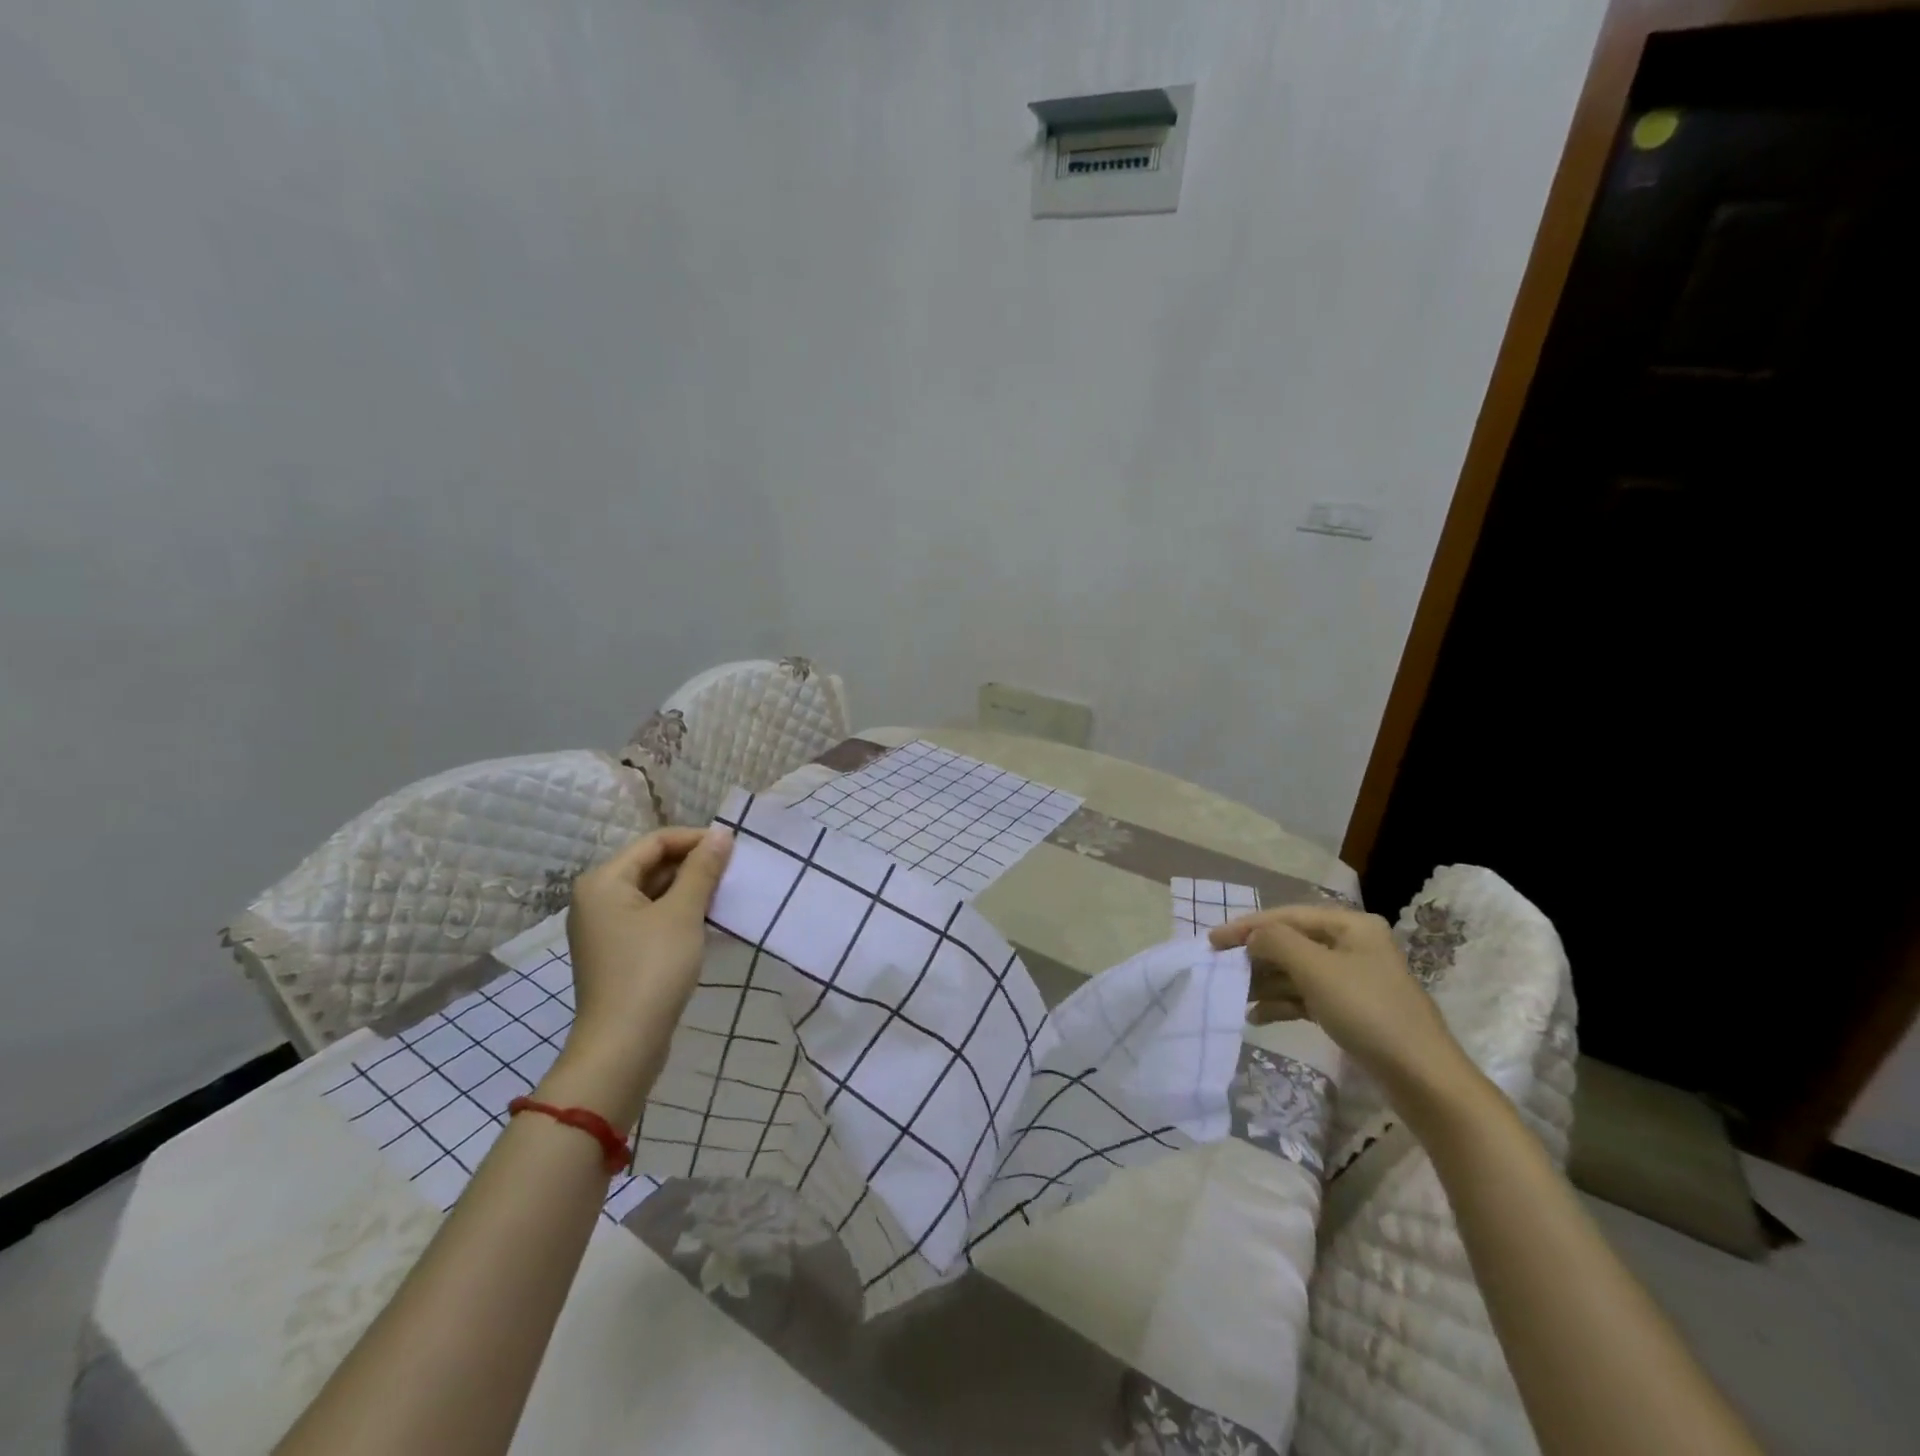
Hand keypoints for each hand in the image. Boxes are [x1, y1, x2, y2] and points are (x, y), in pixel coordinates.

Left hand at [548, 827, 731, 1121]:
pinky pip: (651, 918)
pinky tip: (707, 921)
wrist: (624, 1045)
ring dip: (689, 890)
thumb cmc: (652, 968)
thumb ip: (702, 870)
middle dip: (693, 865)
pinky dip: (678, 913)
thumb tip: (721, 834)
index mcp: (604, 881)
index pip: (655, 842)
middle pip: (651, 865)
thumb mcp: (683, 913)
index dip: (695, 839)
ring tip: (726, 894)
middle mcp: (597, 899)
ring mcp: (605, 928)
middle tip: (734, 871)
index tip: (734, 847)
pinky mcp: (618, 952)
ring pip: (653, 893)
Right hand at [1209, 904, 1472, 1105]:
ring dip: (1265, 982)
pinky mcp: (1352, 1010)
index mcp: (1350, 925)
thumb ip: (1276, 942)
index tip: (1211, 940)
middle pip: (1291, 943)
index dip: (1246, 926)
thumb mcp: (1316, 969)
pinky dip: (1282, 1004)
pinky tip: (1257, 1017)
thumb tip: (1252, 937)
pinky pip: (1307, 997)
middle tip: (1220, 969)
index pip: (1286, 916)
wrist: (1423, 1078)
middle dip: (1255, 957)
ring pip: (1296, 972)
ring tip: (1234, 996)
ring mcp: (1353, 979)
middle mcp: (1352, 945)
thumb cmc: (1368, 1011)